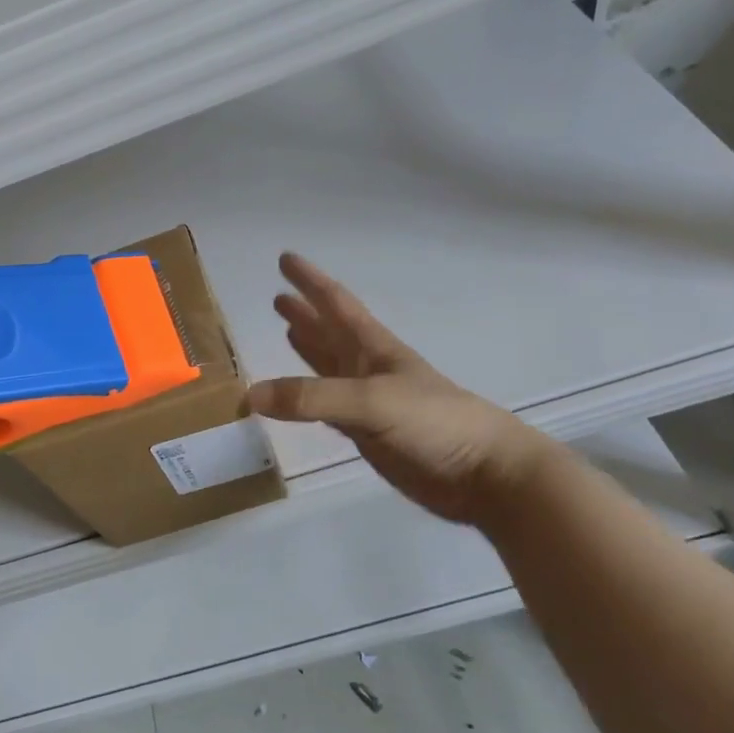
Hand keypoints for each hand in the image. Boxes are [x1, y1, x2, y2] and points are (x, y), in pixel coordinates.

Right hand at [248, 253, 559, 523]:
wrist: (483, 474)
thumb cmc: (434, 422)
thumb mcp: (371, 401)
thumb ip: (312, 397)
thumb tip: (250, 395)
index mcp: (373, 348)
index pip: (335, 303)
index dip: (311, 280)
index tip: (285, 258)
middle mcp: (367, 368)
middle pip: (330, 331)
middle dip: (305, 313)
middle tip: (277, 296)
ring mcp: (368, 401)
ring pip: (328, 366)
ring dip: (308, 347)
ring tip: (286, 330)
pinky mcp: (366, 433)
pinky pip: (325, 407)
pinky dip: (307, 398)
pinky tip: (295, 396)